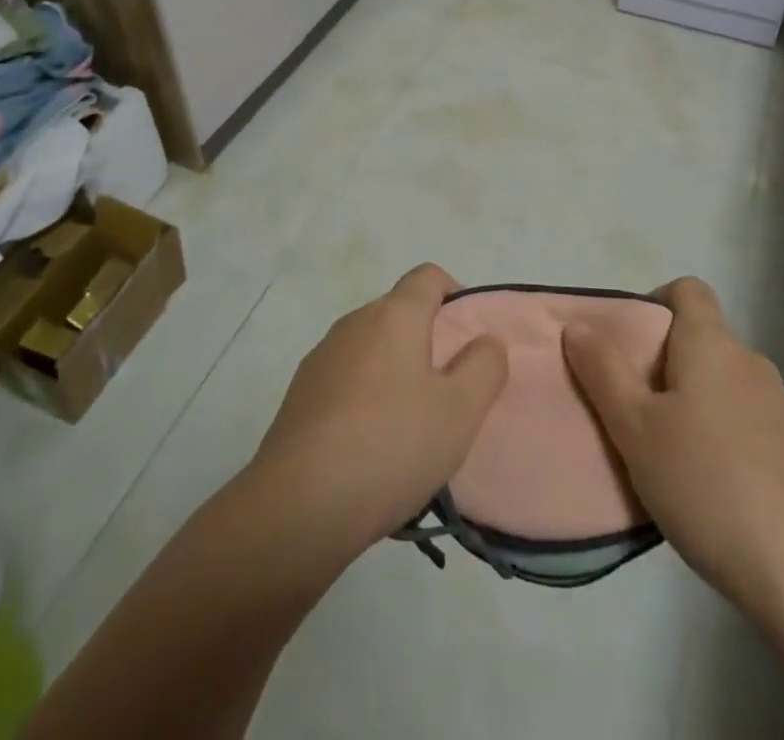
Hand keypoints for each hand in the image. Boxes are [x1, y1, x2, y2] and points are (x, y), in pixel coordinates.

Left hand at [244, 263, 508, 557]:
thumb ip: (484, 366)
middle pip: (400, 313)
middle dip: (429, 342)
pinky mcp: (301, 394)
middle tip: (450, 393)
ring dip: (397, 373)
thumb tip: (485, 340)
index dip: (456, 296)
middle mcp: (354, 323)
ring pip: (373, 349)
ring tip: (413, 428)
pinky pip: (347, 380)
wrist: (298, 506)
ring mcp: (322, 358)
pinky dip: (366, 398)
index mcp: (393, 315)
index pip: (429, 276)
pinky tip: (372, 448)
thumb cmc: (390, 446)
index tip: (470, 341)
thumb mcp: (459, 411)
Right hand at [562, 277, 783, 627]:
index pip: (688, 289)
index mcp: (712, 344)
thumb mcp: (635, 428)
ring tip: (666, 453)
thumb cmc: (706, 484)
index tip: (629, 344)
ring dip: (694, 403)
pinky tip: (709, 487)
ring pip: (724, 384)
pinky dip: (722, 436)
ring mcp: (782, 409)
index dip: (655, 302)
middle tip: (633, 408)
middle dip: (665, 363)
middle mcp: (752, 363)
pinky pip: (747, 422)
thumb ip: (603, 371)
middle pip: (703, 340)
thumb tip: (578, 325)